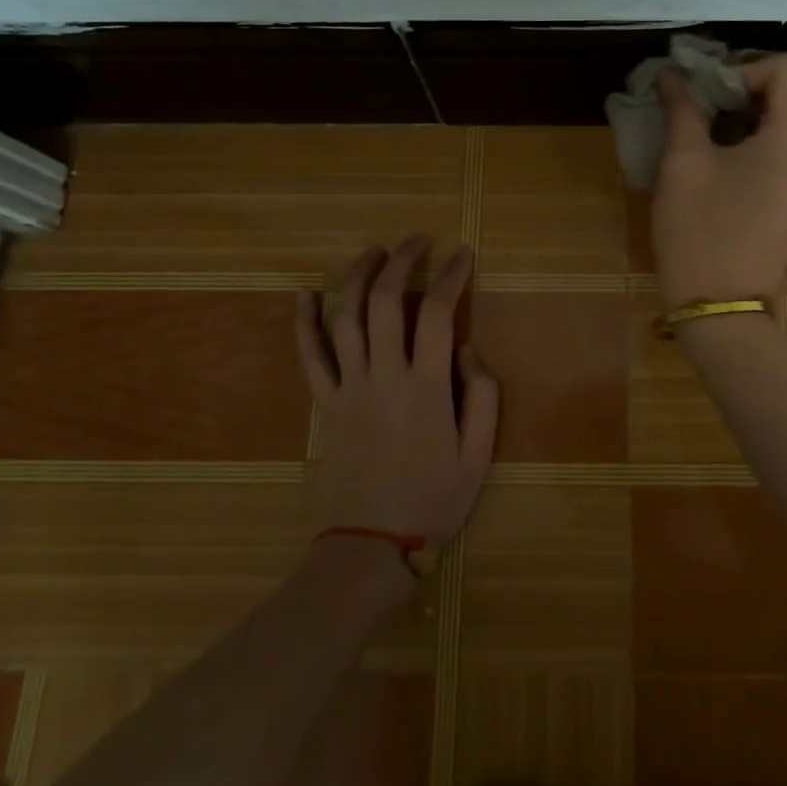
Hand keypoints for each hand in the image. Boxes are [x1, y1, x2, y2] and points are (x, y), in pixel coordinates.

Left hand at [296, 237, 498, 546]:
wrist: (370, 544)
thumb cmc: (433, 499)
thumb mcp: (479, 454)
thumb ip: (482, 396)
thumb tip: (466, 349)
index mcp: (426, 386)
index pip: (436, 312)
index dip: (450, 276)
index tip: (461, 255)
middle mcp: (384, 375)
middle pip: (385, 301)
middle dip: (401, 261)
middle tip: (416, 241)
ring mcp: (348, 387)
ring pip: (345, 317)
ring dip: (356, 276)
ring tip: (372, 251)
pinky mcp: (325, 403)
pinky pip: (310, 356)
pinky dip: (304, 322)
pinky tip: (304, 294)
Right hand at [652, 53, 786, 304]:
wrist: (720, 304)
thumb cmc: (698, 233)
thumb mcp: (683, 165)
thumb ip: (683, 108)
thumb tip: (671, 73)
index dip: (749, 67)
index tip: (714, 94)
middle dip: (773, 74)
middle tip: (729, 94)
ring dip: (781, 98)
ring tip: (732, 117)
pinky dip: (786, 124)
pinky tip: (744, 144)